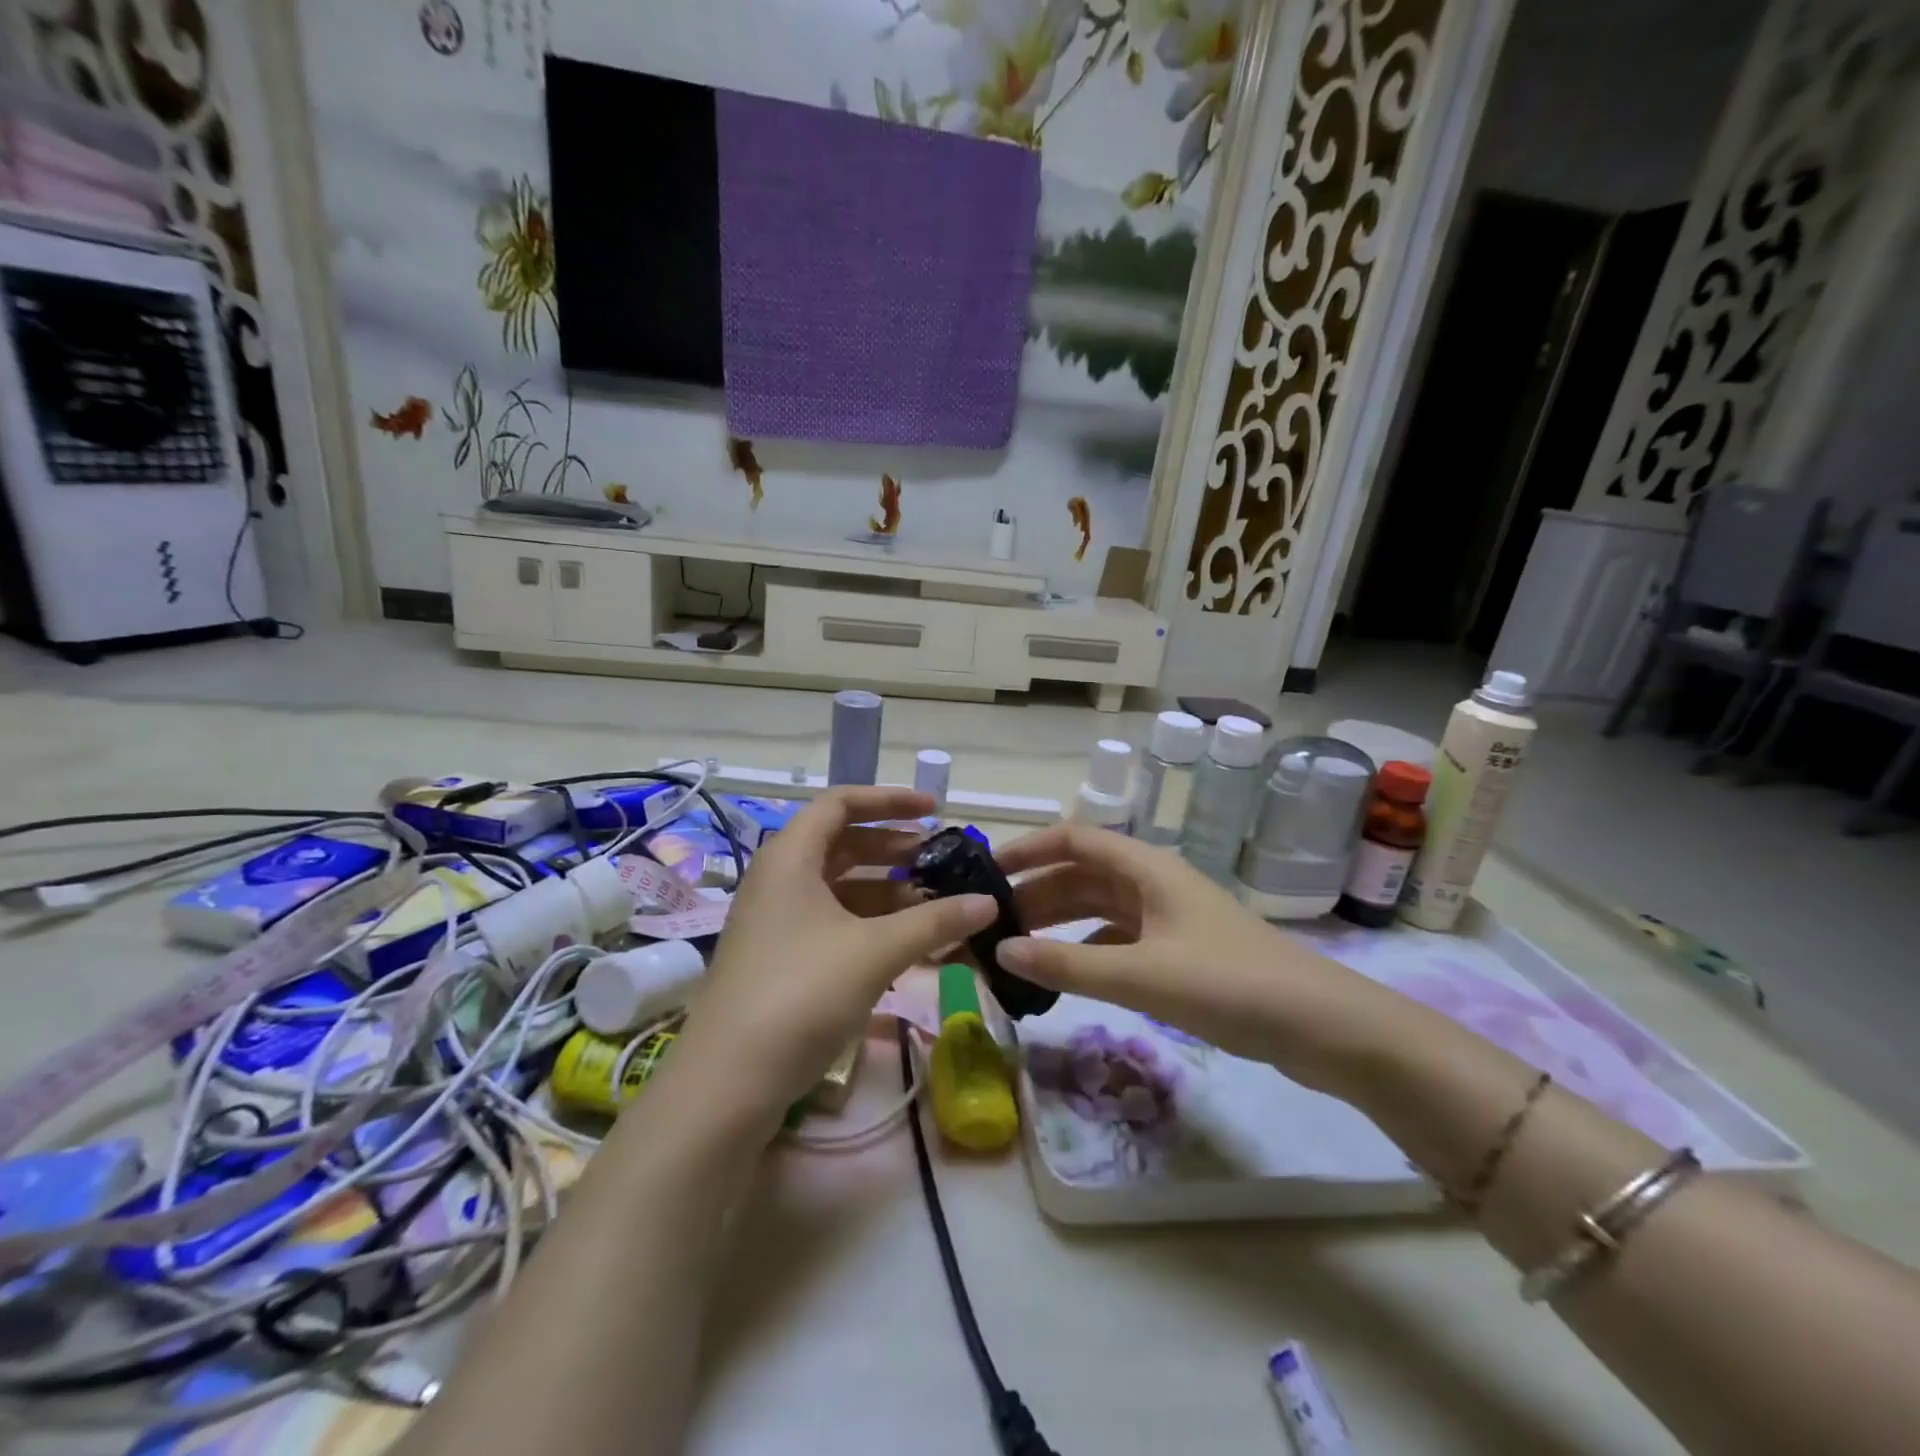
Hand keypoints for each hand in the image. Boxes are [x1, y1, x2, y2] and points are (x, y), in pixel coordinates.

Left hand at [665, 788, 995, 1128]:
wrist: (729, 1080)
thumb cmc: (802, 991)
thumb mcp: (876, 950)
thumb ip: (935, 920)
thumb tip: (989, 902)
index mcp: (791, 857)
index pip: (841, 803)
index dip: (890, 801)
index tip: (935, 812)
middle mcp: (778, 879)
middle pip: (842, 844)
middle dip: (893, 848)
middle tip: (939, 860)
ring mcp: (775, 920)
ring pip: (838, 887)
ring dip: (886, 889)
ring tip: (933, 902)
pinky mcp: (779, 957)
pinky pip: (831, 921)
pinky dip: (869, 923)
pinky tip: (905, 943)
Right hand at [993, 824, 1386, 1090]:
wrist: (1323, 1028)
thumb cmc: (1230, 985)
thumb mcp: (1141, 976)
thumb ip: (1068, 965)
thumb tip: (1001, 951)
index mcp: (1147, 869)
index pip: (1075, 839)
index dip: (1029, 849)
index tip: (986, 872)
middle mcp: (1155, 883)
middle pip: (1083, 874)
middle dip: (1037, 892)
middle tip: (991, 922)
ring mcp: (1170, 918)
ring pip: (1100, 908)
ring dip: (1060, 922)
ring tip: (1017, 948)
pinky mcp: (1182, 951)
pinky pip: (1119, 939)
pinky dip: (1088, 949)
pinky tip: (1067, 974)